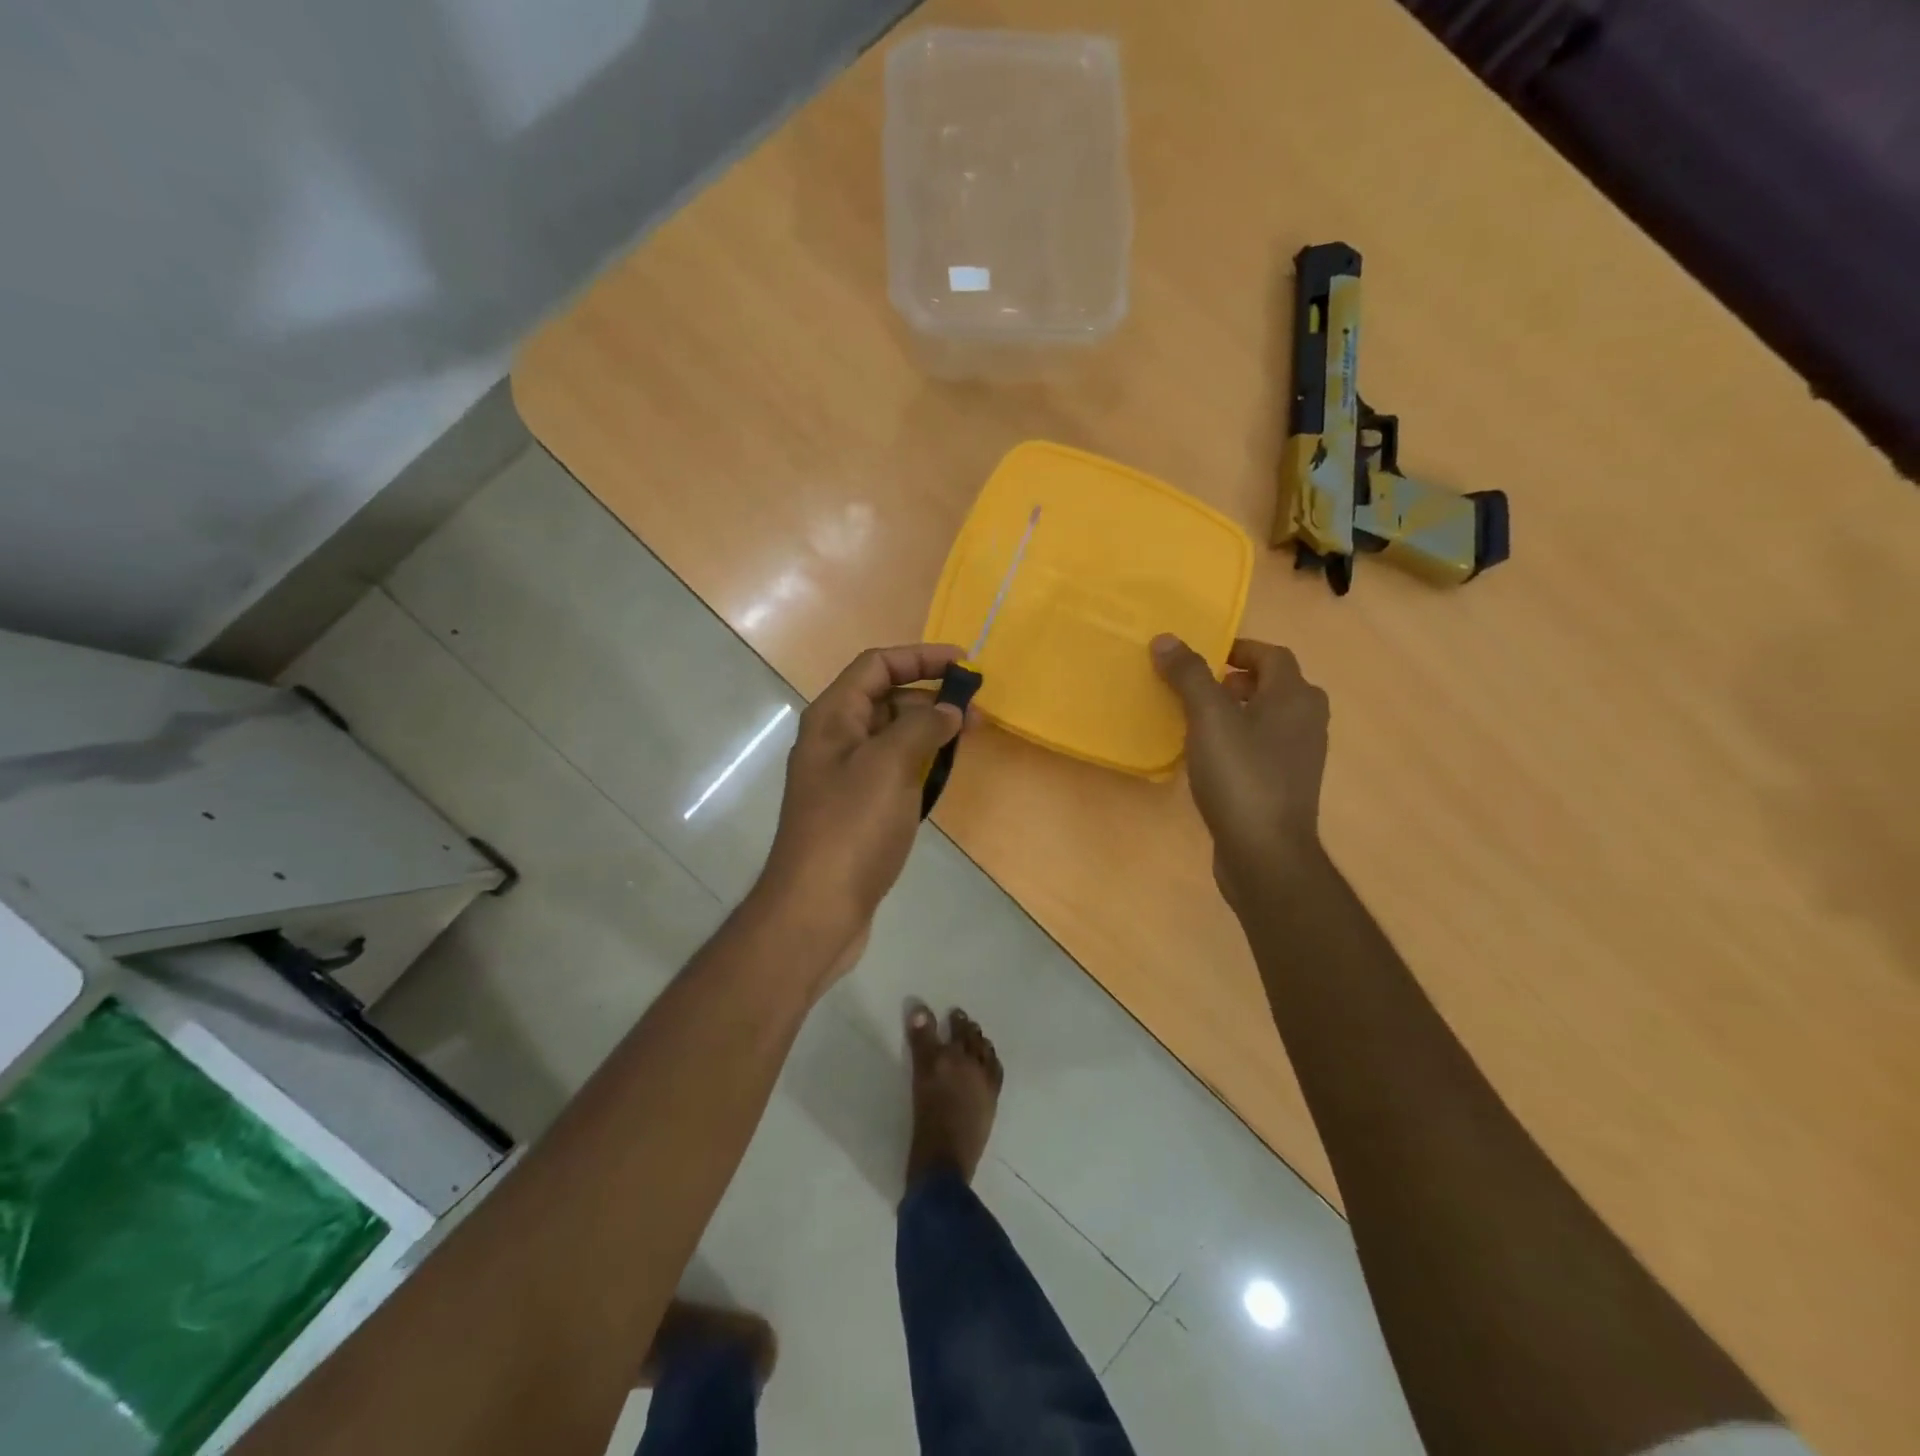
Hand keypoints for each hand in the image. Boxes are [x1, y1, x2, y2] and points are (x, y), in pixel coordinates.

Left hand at [759, 644, 964, 964]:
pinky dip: (920, 761)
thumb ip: (922, 727)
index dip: (920, 657)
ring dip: (929, 729)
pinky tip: (943, 773)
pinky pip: (893, 769)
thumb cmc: (851, 827)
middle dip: (931, 696)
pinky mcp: (858, 808)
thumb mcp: (889, 765)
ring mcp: (845, 776)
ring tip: (968, 739)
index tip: (965, 663)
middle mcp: (835, 739)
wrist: (817, 908)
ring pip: (892, 736)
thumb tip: (949, 710)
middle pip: (885, 698)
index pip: (877, 666)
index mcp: (833, 717)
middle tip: (976, 712)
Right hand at [1152, 634, 1329, 909]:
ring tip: (1198, 719)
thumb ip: (1189, 676)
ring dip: (1237, 710)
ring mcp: (1300, 756)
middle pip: (1275, 685)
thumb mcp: (1209, 719)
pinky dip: (1240, 740)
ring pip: (1269, 718)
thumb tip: (1166, 638)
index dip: (1239, 649)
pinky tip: (1210, 757)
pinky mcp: (1286, 785)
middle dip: (1237, 680)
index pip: (1272, 655)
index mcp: (1295, 697)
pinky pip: (1263, 747)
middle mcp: (1307, 721)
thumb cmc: (1241, 776)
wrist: (1265, 852)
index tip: (1202, 656)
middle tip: (1199, 686)